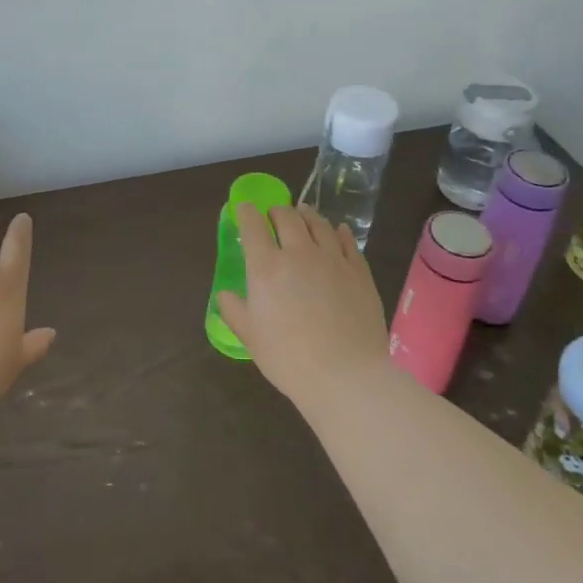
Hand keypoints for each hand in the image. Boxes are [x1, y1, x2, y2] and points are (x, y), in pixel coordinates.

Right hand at [215, 203, 391, 412]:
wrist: (346, 375)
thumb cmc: (289, 359)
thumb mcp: (250, 338)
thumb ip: (234, 311)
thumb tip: (224, 294)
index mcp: (267, 267)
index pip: (253, 226)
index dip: (246, 212)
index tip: (244, 208)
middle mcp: (299, 253)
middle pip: (287, 217)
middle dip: (277, 211)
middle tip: (274, 215)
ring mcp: (332, 259)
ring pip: (319, 224)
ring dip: (307, 215)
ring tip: (303, 213)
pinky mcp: (359, 271)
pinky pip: (348, 241)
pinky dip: (339, 231)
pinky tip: (338, 230)